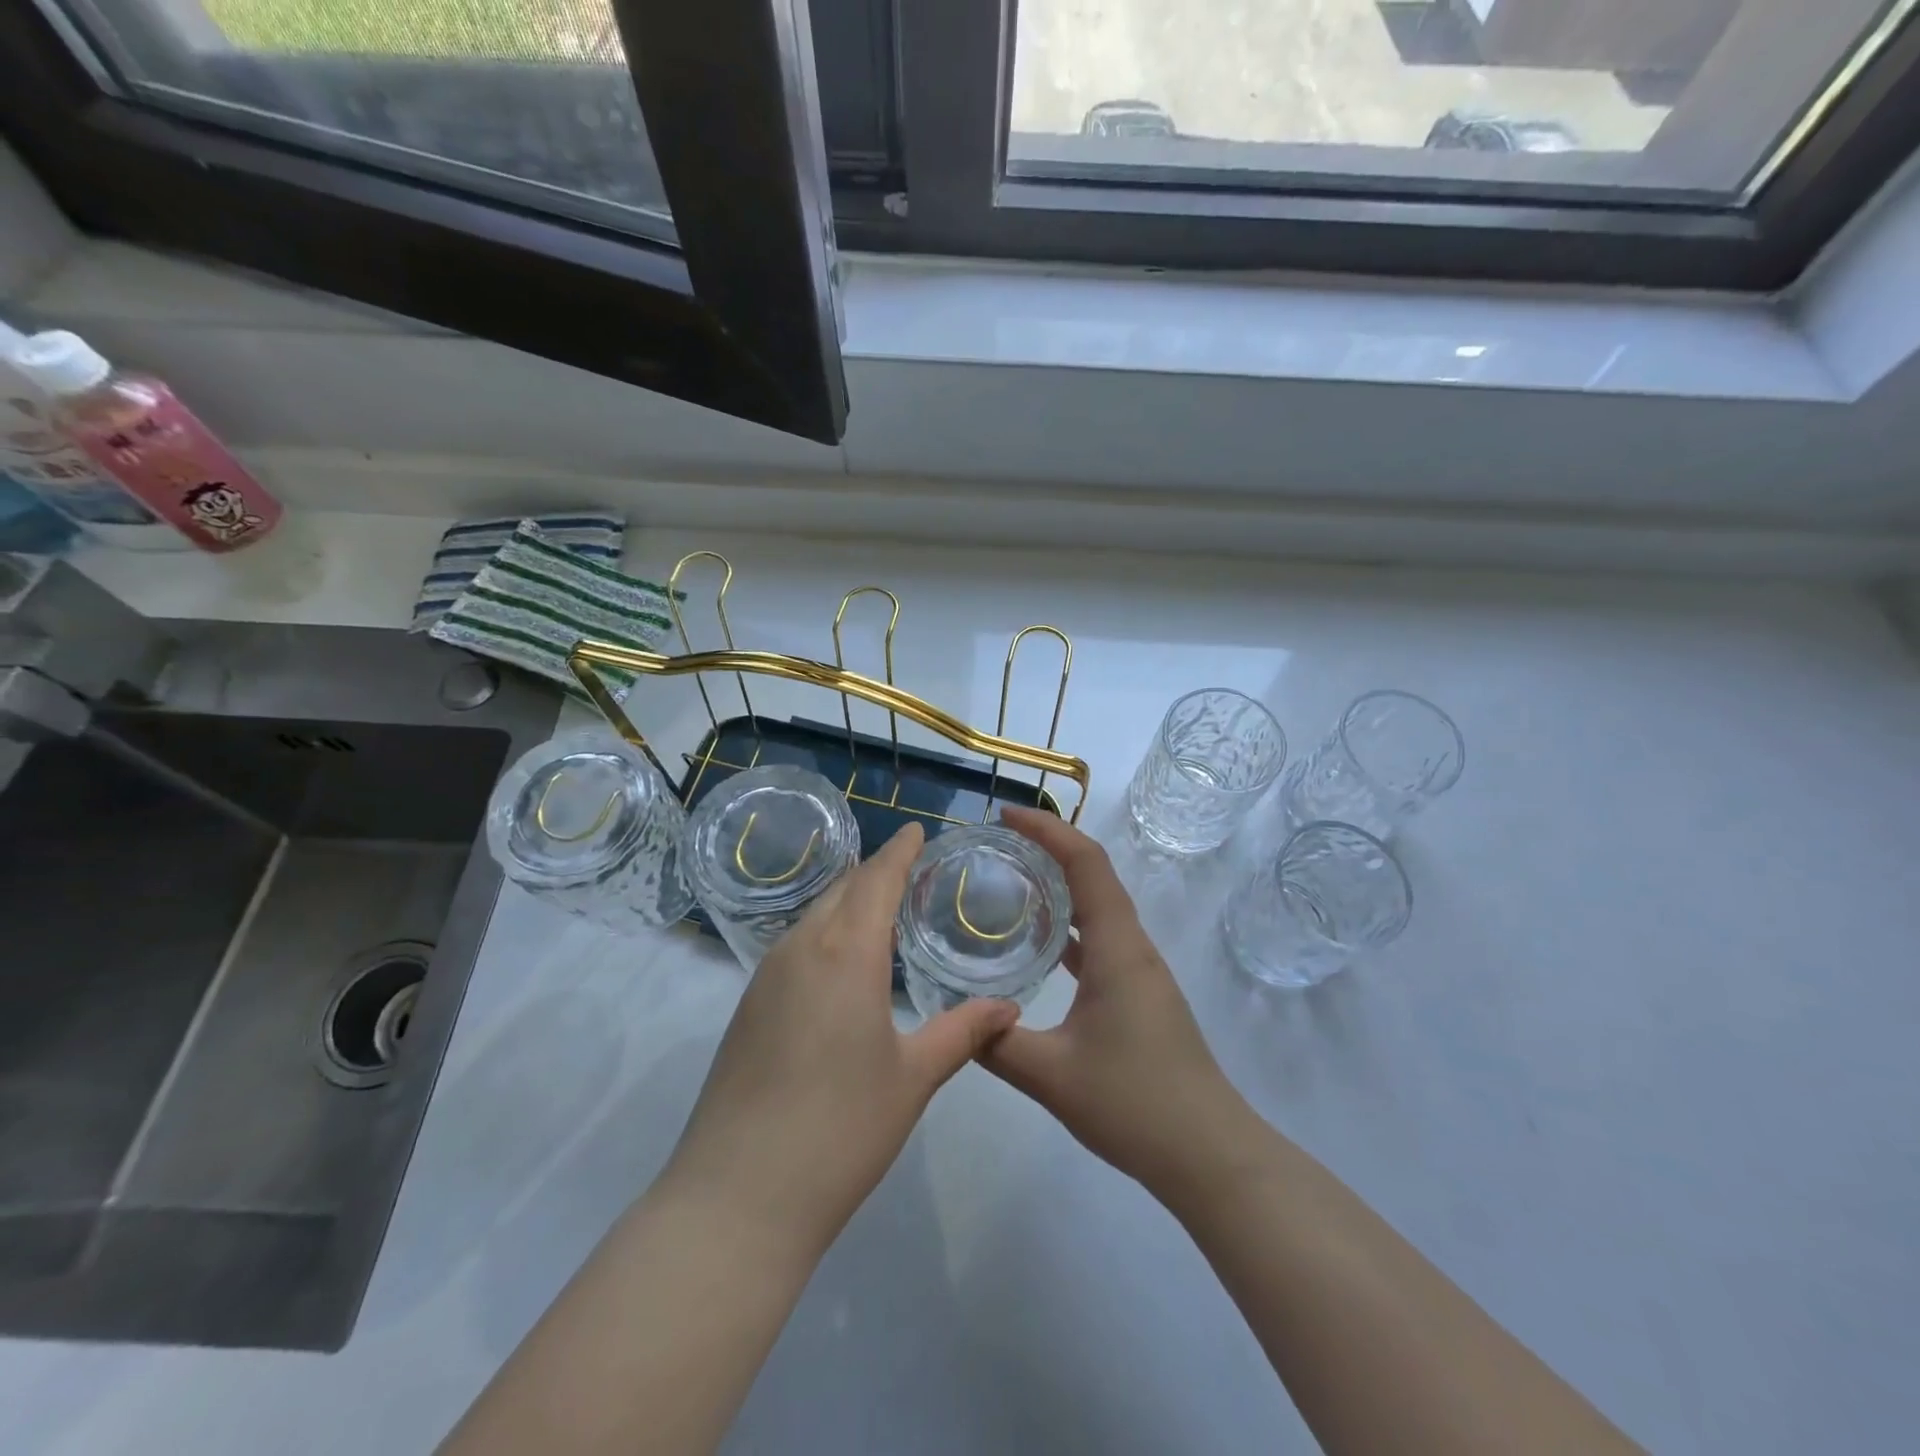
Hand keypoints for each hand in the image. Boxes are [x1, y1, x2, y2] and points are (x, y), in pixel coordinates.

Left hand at [662, 822, 1017, 1258]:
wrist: (736, 1197)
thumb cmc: (840, 1129)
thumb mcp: (914, 1078)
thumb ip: (963, 1032)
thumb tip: (1009, 1008)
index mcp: (846, 953)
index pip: (876, 879)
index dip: (898, 851)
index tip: (916, 830)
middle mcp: (800, 949)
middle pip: (842, 889)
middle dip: (875, 872)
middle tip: (910, 871)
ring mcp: (765, 977)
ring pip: (813, 916)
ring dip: (847, 902)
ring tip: (881, 911)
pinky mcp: (747, 1007)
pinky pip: (794, 946)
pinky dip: (825, 933)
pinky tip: (842, 964)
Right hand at [982, 807, 1256, 1194]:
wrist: (1209, 1154)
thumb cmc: (1135, 1104)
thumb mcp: (1052, 1076)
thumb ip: (995, 1044)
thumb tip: (956, 1018)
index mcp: (1117, 947)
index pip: (1086, 863)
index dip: (1048, 829)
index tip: (1007, 816)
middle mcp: (1132, 947)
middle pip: (1094, 875)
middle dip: (1049, 848)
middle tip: (998, 844)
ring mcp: (1139, 971)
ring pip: (1098, 907)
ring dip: (1060, 884)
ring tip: (1012, 880)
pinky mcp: (1139, 994)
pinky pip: (1100, 940)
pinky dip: (1069, 926)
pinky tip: (1039, 944)